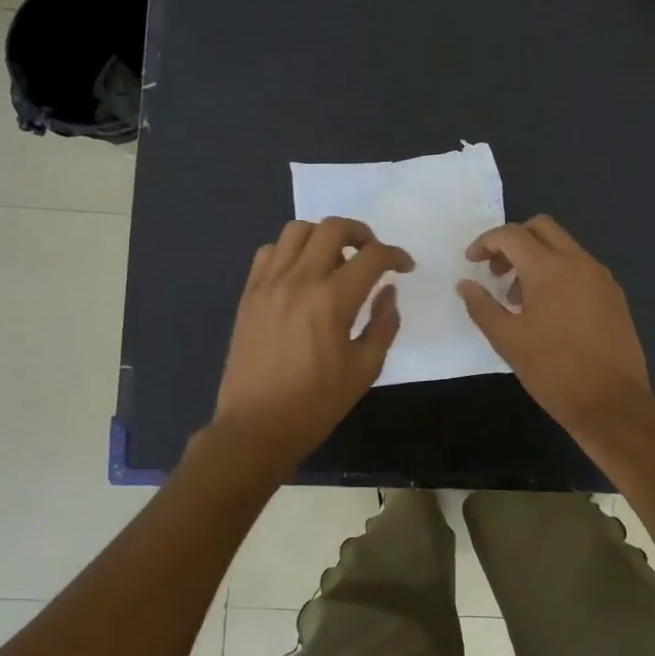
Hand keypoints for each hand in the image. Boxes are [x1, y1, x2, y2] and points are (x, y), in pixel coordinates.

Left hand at [209, 218, 412, 477]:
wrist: (255, 427)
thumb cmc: (316, 403)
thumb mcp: (364, 369)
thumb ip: (383, 324)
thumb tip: (388, 292)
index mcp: (332, 300)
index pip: (372, 256)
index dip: (396, 255)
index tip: (405, 266)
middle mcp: (299, 280)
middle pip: (333, 227)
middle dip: (361, 233)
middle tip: (372, 253)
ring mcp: (269, 283)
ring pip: (297, 230)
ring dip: (323, 236)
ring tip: (335, 259)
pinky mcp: (249, 293)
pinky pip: (269, 251)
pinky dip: (290, 251)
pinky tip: (301, 273)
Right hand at [456, 215, 654, 437]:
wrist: (612, 403)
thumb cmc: (553, 370)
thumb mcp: (507, 340)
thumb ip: (481, 306)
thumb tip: (465, 284)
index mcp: (549, 268)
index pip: (511, 234)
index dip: (486, 242)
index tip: (471, 262)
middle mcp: (579, 262)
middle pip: (542, 228)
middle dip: (513, 241)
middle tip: (497, 271)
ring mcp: (601, 277)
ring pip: (564, 247)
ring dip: (537, 258)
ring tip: (519, 299)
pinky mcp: (614, 296)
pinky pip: (581, 268)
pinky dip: (559, 273)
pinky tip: (550, 311)